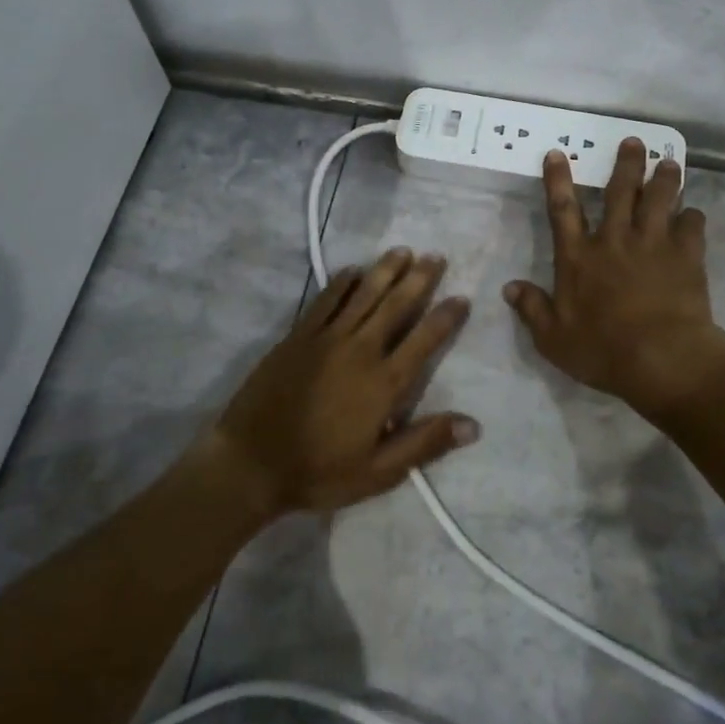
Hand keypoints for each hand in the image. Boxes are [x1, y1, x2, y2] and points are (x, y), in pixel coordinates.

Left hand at [211, 248, 478, 514]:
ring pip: (362, 295)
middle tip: (436, 257)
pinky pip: (325, 300)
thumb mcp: (379, 472)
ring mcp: (325, 339)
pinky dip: (342, 282)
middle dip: (419, 280)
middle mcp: (359, 350)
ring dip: (385, 270)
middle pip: (395, 306)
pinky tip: (353, 269)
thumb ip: (425, 443)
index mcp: (383, 383)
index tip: (462, 297)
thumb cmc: (319, 472)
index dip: (445, 317)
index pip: (423, 341)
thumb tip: (473, 424)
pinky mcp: (298, 336)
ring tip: (403, 251)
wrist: (250, 463)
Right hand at [504, 139, 724, 422]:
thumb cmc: (603, 351)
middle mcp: (614, 240)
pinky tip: (694, 214)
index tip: (557, 153)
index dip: (557, 180)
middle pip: (620, 192)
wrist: (662, 359)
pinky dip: (693, 217)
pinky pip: (692, 226)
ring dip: (664, 179)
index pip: (562, 209)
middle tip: (634, 142)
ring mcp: (653, 244)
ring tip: (670, 163)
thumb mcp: (553, 339)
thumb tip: (509, 288)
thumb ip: (532, 309)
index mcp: (578, 257)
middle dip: (626, 164)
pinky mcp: (686, 256)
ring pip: (659, 199)